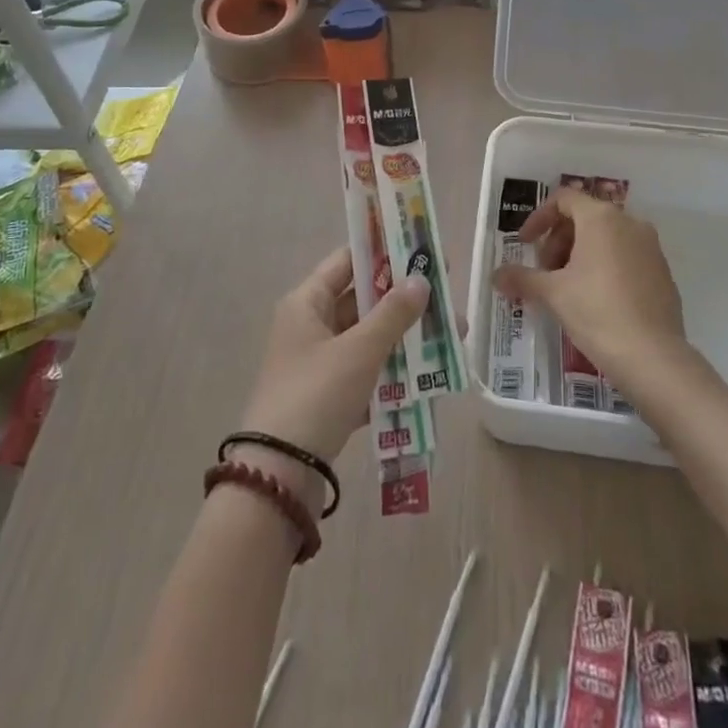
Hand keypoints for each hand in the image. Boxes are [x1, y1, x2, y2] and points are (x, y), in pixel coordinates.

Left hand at [237, 249, 428, 500]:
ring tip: (450, 337)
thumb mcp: (358, 351)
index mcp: (307, 303)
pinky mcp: (327, 398)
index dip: (383, 253)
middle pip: (362, 301)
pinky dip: (393, 373)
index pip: (347, 261)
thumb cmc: (315, 395)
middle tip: (446, 296)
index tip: (420, 249)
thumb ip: (393, 314)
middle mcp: (309, 326)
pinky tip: (429, 377)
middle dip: (404, 300)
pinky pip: (366, 373)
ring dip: (404, 338)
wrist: (278, 477)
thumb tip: (421, 279)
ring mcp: (318, 364)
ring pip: (367, 339)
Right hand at [492, 189, 685, 396]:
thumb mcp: (553, 294)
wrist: (654, 358)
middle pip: (584, 217)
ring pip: (606, 238)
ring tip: (566, 288)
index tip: (524, 245)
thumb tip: (496, 275)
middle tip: (544, 273)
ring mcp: (650, 247)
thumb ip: (522, 278)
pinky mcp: (662, 272)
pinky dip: (604, 267)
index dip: (538, 218)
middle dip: (558, 241)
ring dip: (579, 255)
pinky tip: (595, 300)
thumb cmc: (597, 313)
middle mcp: (629, 223)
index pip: (563, 199)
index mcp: (601, 218)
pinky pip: (625, 256)